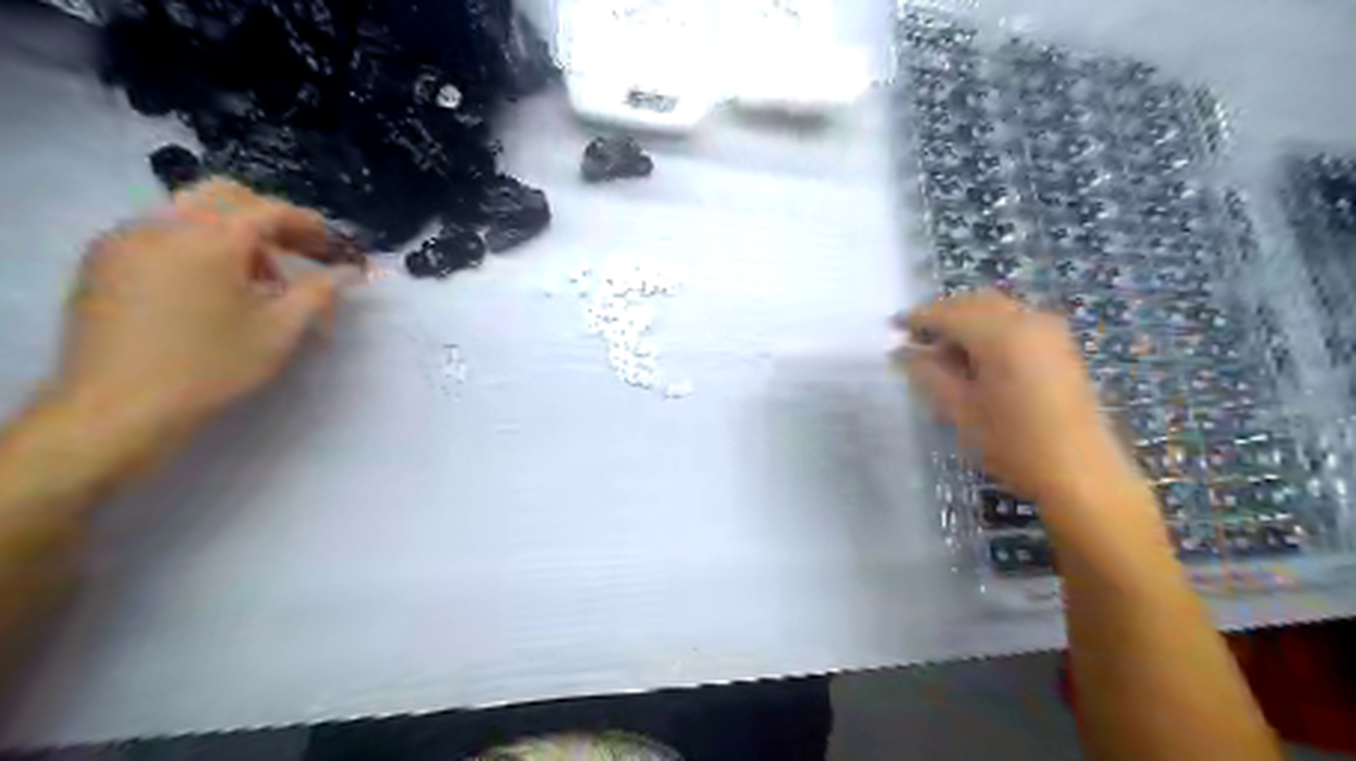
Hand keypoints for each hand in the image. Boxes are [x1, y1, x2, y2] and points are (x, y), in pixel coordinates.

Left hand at [49, 180, 361, 467]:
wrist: (119, 406)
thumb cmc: (212, 367)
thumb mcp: (279, 331)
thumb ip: (319, 293)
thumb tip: (351, 272)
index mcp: (209, 239)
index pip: (268, 210)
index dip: (308, 223)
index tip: (333, 245)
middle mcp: (163, 226)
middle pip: (225, 196)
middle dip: (268, 218)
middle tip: (298, 251)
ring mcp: (126, 240)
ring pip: (190, 210)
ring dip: (233, 231)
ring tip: (258, 277)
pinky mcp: (105, 261)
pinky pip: (161, 231)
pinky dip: (197, 243)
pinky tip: (214, 285)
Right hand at [898, 290, 1136, 505]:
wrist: (1082, 474)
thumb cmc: (1013, 444)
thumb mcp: (960, 411)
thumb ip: (927, 374)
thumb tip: (901, 352)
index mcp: (1000, 335)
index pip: (948, 313)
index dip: (917, 318)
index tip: (893, 327)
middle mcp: (1027, 320)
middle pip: (974, 303)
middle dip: (942, 315)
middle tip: (915, 340)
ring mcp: (1049, 331)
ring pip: (996, 309)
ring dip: (966, 321)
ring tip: (942, 352)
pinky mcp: (1060, 345)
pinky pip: (1015, 321)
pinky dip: (989, 328)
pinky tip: (975, 357)